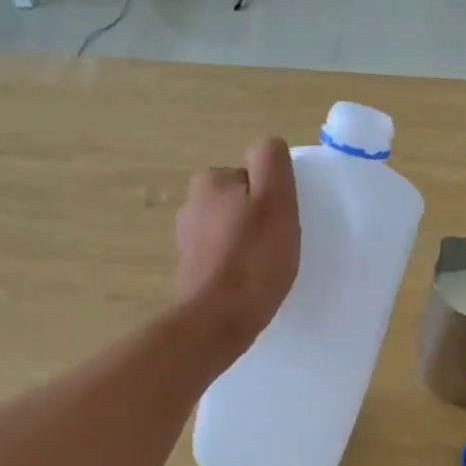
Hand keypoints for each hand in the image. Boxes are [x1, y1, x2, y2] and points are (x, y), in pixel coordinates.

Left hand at [175, 137, 299, 353]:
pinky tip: (247, 283)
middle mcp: (190, 204)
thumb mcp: (276, 199)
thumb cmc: (255, 258)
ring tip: (262, 268)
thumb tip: (267, 147)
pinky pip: (220, 258)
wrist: (221, 318)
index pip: (252, 177)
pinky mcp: (189, 270)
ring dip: (245, 243)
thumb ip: (271, 161)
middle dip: (256, 219)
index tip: (280, 223)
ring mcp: (186, 240)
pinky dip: (233, 266)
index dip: (272, 198)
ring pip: (229, 230)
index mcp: (210, 181)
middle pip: (239, 202)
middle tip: (275, 246)